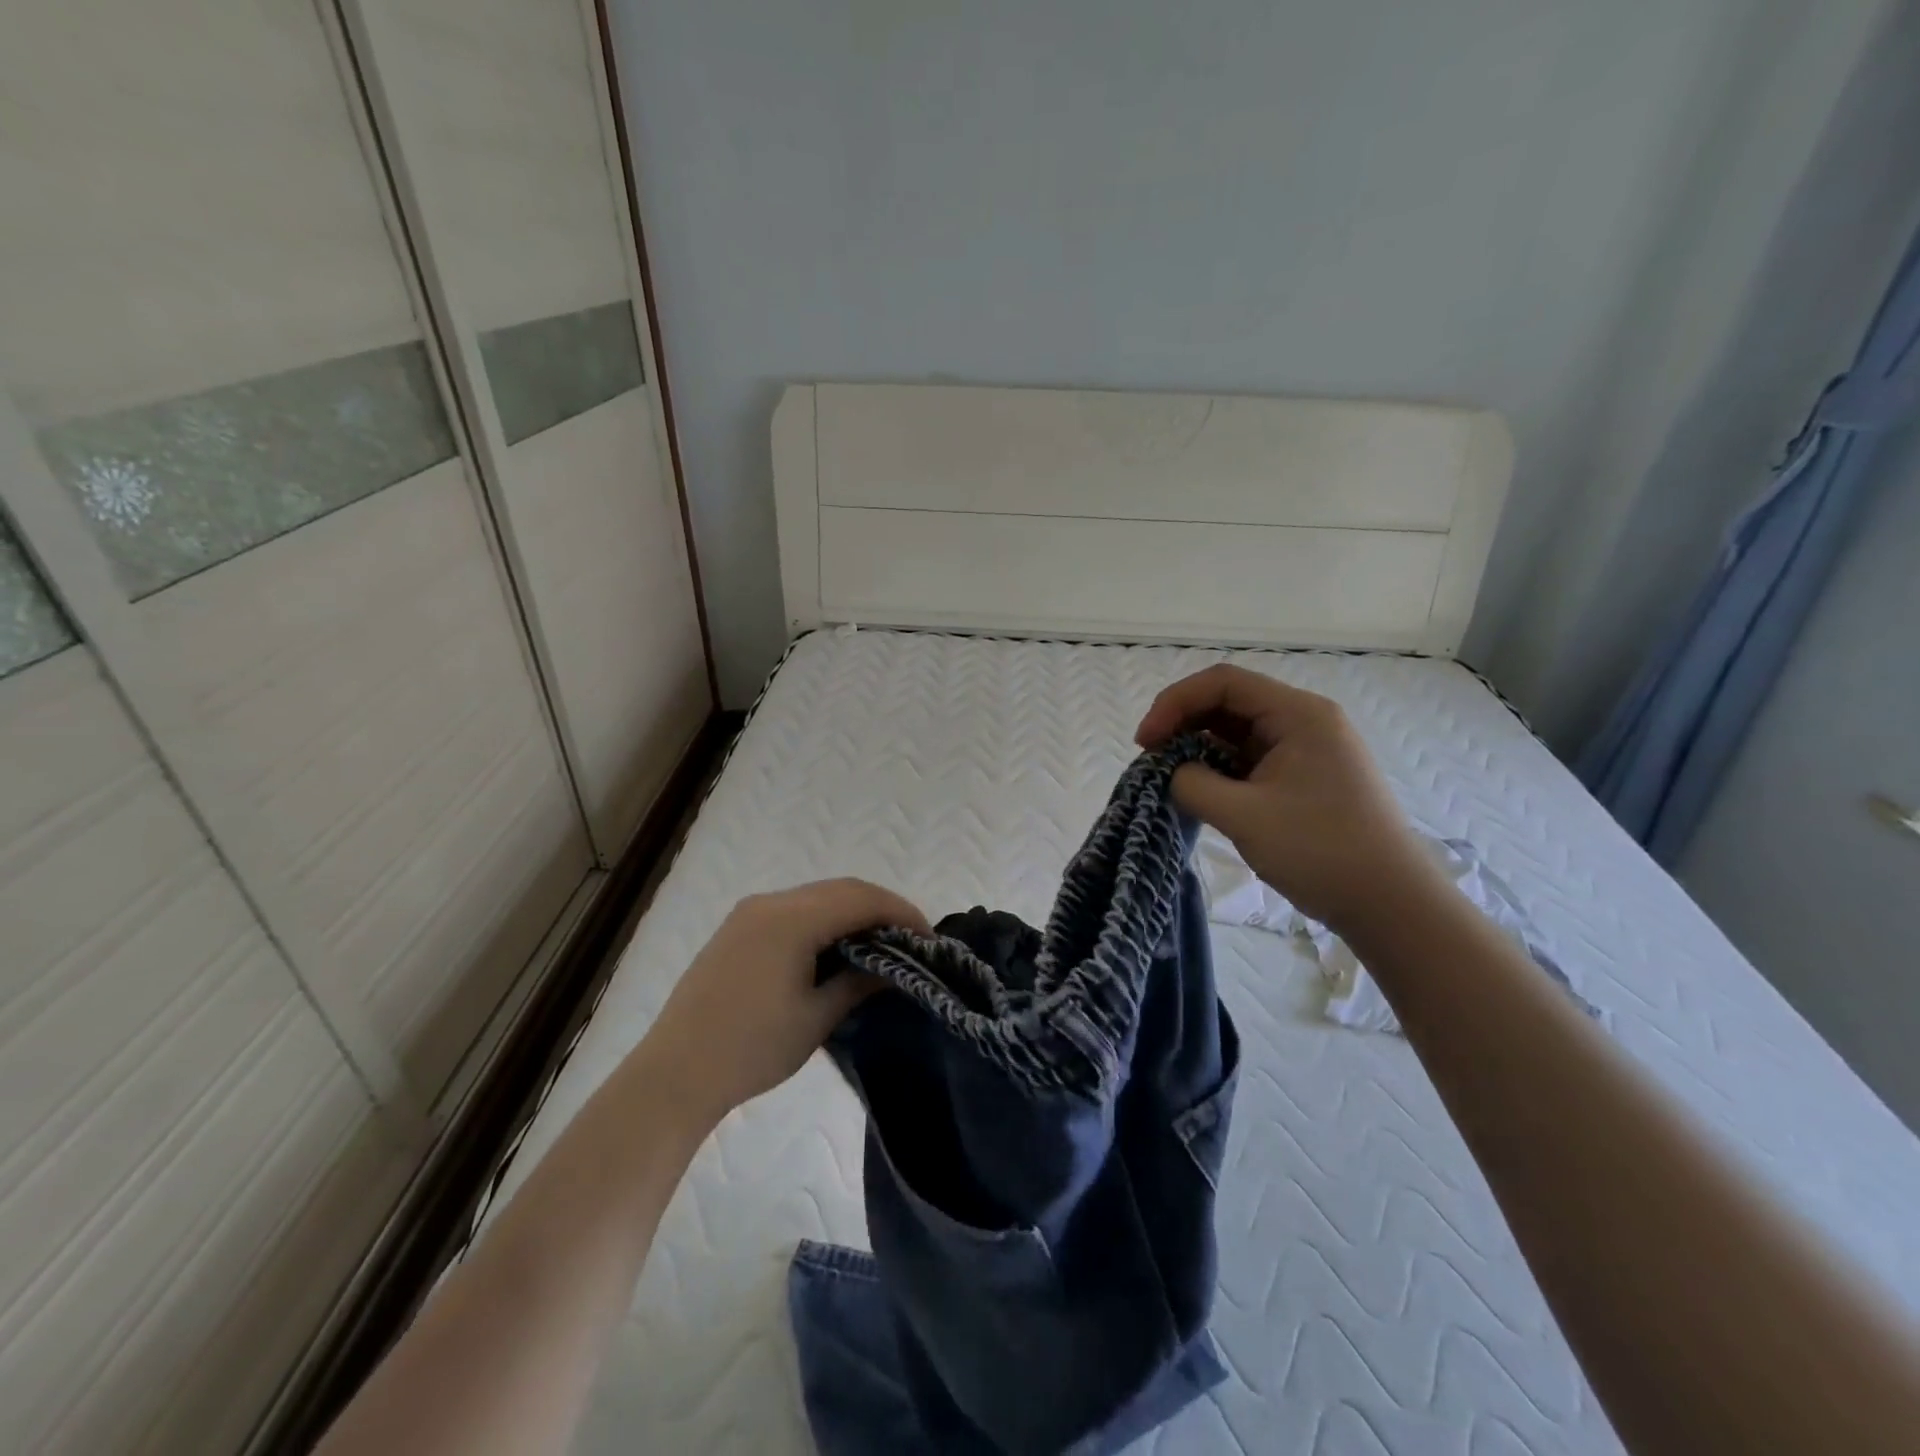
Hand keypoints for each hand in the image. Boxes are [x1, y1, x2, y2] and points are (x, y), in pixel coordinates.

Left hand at [639, 879, 929, 1124]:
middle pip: (841, 889)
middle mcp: (771, 902)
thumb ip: (860, 981)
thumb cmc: (751, 1049)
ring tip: (881, 944)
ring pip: (817, 897)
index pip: (861, 898)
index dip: (901, 912)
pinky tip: (837, 947)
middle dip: (881, 908)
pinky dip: (825, 919)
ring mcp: (750, 912)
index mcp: (791, 919)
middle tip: (910, 939)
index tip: (929, 938)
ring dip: (853, 912)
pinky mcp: (738, 928)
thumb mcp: (816, 1017)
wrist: (674, 1073)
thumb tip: (895, 966)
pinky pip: (794, 910)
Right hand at [1136, 664, 1436, 933]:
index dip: (1175, 703)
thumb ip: (1193, 784)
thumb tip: (1171, 772)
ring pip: (1237, 732)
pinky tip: (1200, 791)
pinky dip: (1219, 769)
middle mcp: (1304, 721)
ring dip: (1198, 747)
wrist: (1391, 905)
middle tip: (1151, 759)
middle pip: (1229, 702)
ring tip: (1170, 777)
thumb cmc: (1321, 851)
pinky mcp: (1304, 778)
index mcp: (1299, 714)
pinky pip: (1250, 759)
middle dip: (1183, 723)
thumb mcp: (1244, 816)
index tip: (1145, 742)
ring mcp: (1306, 750)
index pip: (1223, 682)